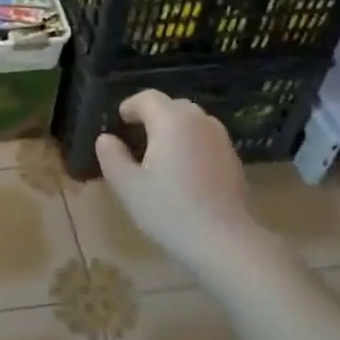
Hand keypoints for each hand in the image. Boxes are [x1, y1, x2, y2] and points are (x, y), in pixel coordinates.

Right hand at [95, 91, 259, 273]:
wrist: (224, 241)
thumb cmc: (169, 210)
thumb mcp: (128, 186)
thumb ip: (112, 156)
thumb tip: (106, 138)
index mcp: (171, 121)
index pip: (148, 98)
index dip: (131, 105)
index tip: (120, 119)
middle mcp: (199, 121)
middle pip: (173, 106)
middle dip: (154, 115)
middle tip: (137, 134)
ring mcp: (221, 139)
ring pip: (193, 121)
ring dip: (175, 128)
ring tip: (161, 151)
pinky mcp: (233, 159)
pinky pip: (207, 139)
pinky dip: (192, 143)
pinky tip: (185, 170)